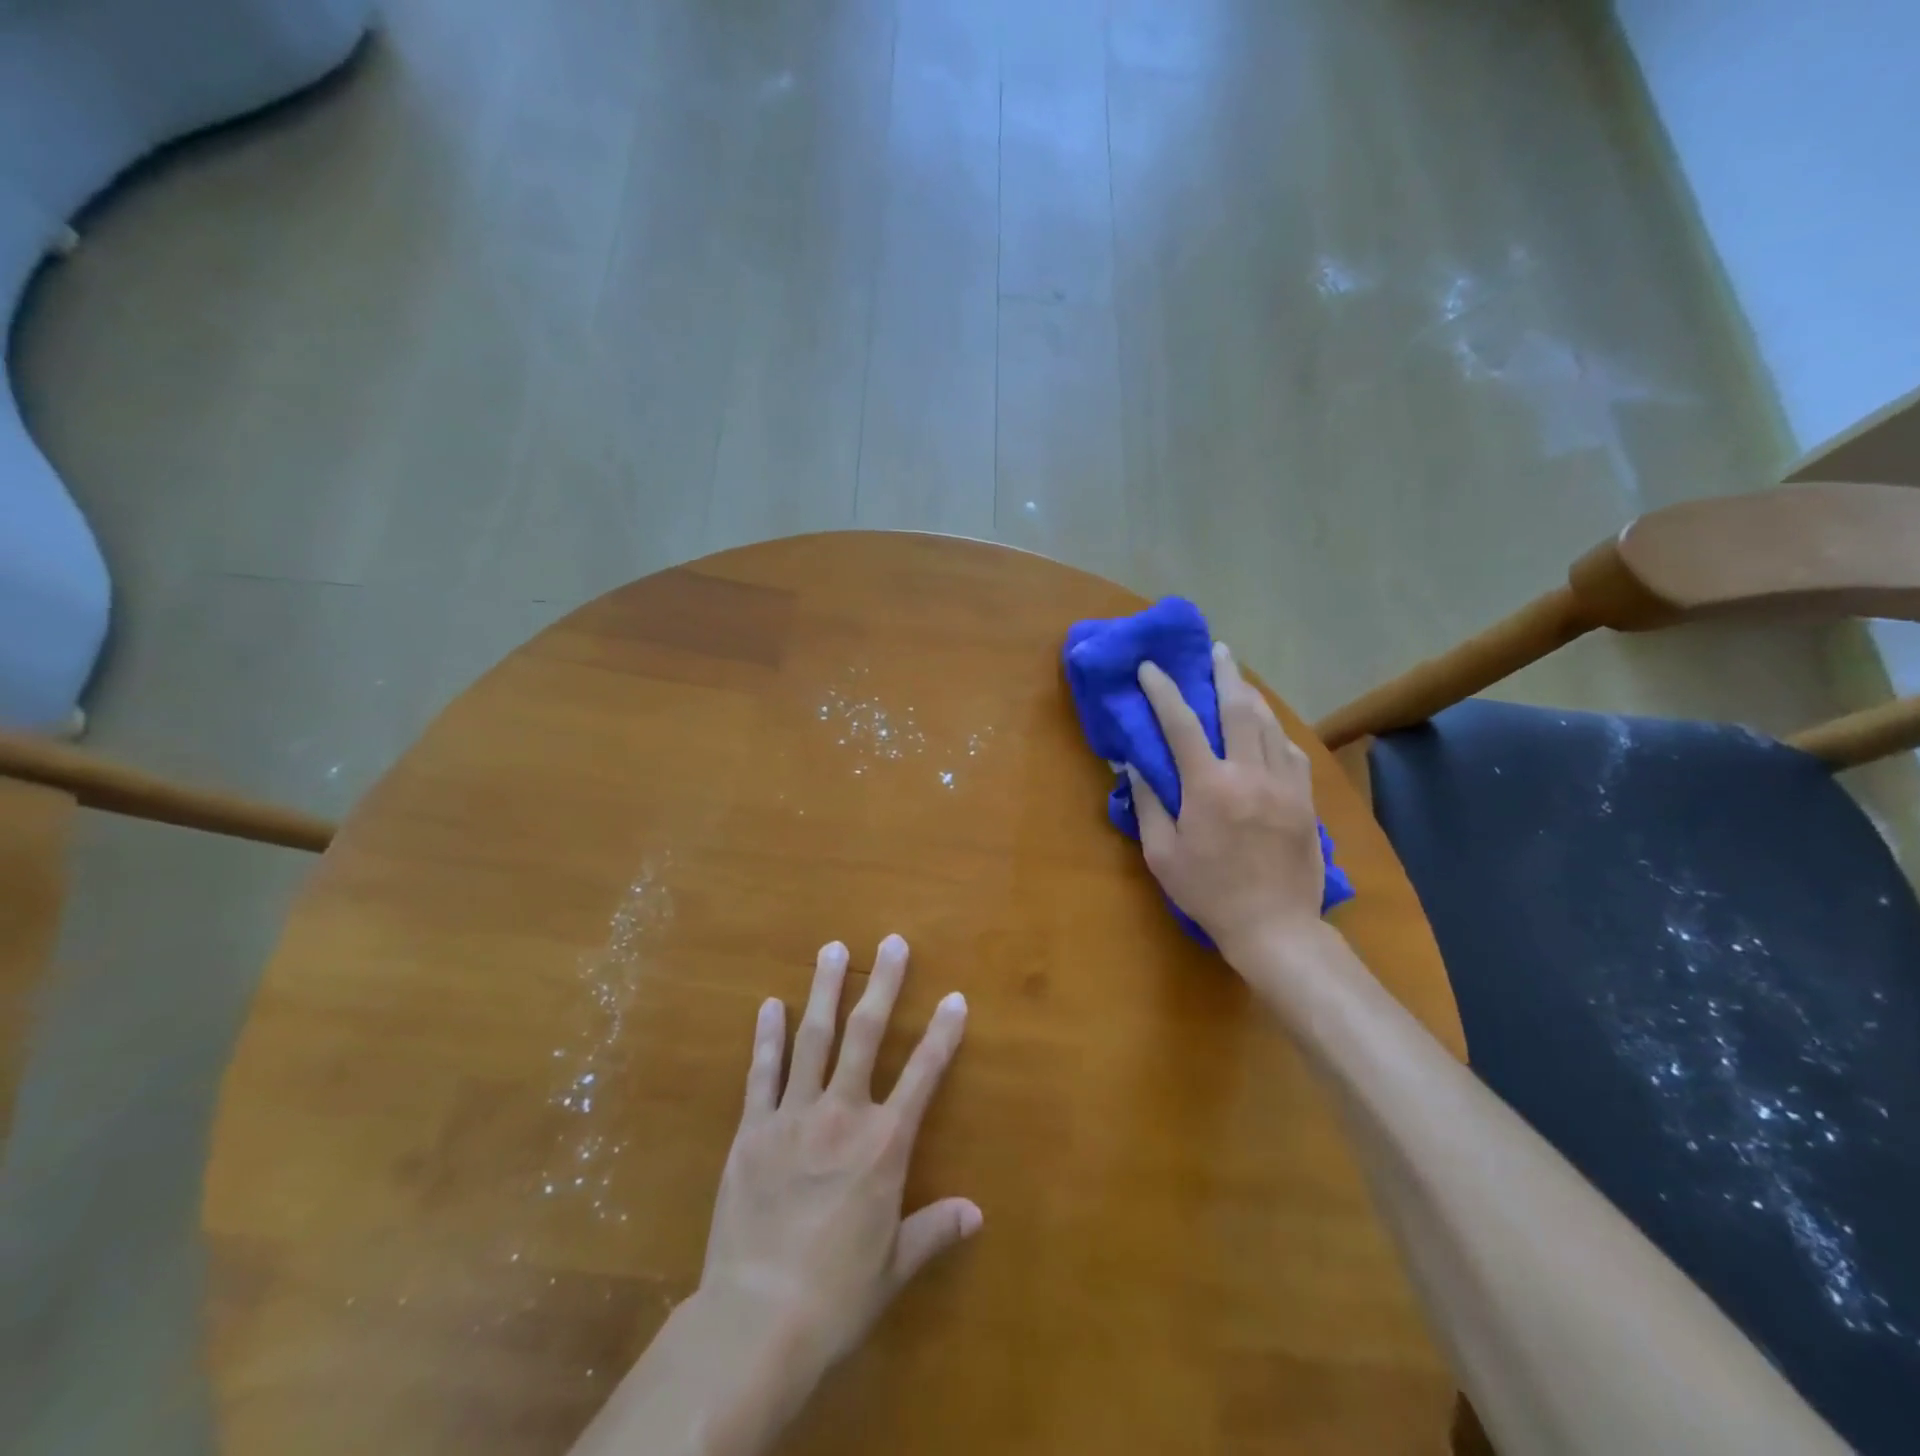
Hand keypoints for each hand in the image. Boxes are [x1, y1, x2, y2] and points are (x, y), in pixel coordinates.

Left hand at [700, 935, 979, 1381]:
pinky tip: (770, 1005)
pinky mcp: (752, 1130)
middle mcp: (842, 1116)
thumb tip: (976, 1213)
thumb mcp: (893, 1267)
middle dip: (883, 985)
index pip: (924, 1075)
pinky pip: (762, 1074)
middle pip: (866, 1036)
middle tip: (892, 942)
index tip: (955, 997)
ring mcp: (793, 1117)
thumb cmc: (835, 1296)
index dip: (943, 1034)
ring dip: (825, 991)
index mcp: (884, 1146)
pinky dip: (767, 1037)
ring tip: (832, 949)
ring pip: (813, 1039)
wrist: (755, 1322)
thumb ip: (934, 1230)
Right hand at [1128, 642, 1326, 964]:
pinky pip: (1291, 750)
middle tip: (1216, 650)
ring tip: (1240, 679)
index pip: (1181, 724)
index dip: (1163, 691)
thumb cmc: (1208, 893)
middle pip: (1238, 709)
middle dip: (1224, 674)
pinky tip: (1268, 728)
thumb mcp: (1162, 854)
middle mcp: (1249, 773)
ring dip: (1252, 696)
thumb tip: (1134, 765)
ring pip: (1269, 724)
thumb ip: (1148, 804)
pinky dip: (1275, 731)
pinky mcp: (1304, 799)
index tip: (1151, 668)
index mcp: (1208, 787)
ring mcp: (1283, 784)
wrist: (1274, 926)